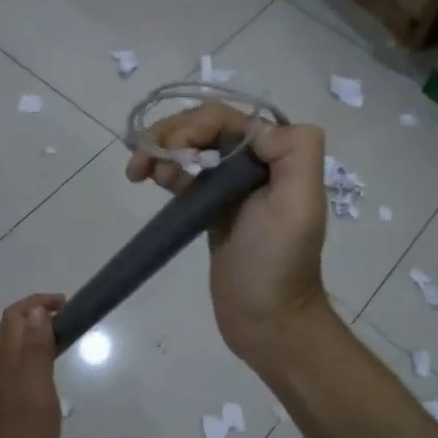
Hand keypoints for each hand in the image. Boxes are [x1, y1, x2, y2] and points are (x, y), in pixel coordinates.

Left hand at [0, 293, 65, 437]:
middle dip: (34, 315)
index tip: (66, 305)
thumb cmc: (23, 435)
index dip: (38, 303)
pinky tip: (37, 374)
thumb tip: (37, 310)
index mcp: (7, 358)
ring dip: (29, 335)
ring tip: (56, 341)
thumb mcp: (37, 387)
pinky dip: (26, 357)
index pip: (16, 315)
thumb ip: (36, 348)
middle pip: (9, 328)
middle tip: (65, 320)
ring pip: (8, 348)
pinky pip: (10, 368)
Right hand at [125, 104, 331, 371]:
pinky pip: (186, 174)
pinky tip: (149, 180)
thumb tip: (254, 127)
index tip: (170, 154)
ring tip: (138, 173)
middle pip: (205, 127)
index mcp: (279, 154)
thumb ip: (293, 152)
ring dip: (161, 150)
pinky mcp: (212, 206)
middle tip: (142, 163)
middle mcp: (257, 162)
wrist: (266, 319)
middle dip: (170, 135)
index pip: (227, 119)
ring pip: (191, 147)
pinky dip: (165, 169)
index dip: (192, 127)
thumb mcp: (299, 204)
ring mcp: (231, 185)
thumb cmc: (278, 263)